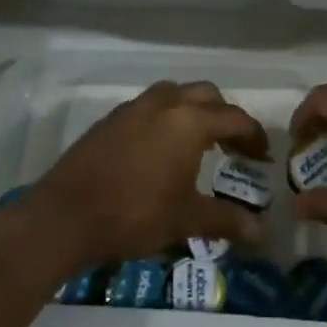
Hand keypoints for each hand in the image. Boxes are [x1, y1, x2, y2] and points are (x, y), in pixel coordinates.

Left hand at [11, 81, 269, 276]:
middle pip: (206, 95)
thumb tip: (262, 232)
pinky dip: (165, 118)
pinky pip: (148, 107)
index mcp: (190, 121)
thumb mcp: (186, 220)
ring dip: (192, 111)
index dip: (254, 137)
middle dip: (224, 116)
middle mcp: (165, 104)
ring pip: (174, 94)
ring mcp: (133, 108)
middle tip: (232, 147)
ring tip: (196, 143)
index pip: (235, 119)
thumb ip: (227, 220)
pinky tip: (158, 150)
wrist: (63, 217)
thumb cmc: (134, 214)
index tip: (262, 157)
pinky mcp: (109, 120)